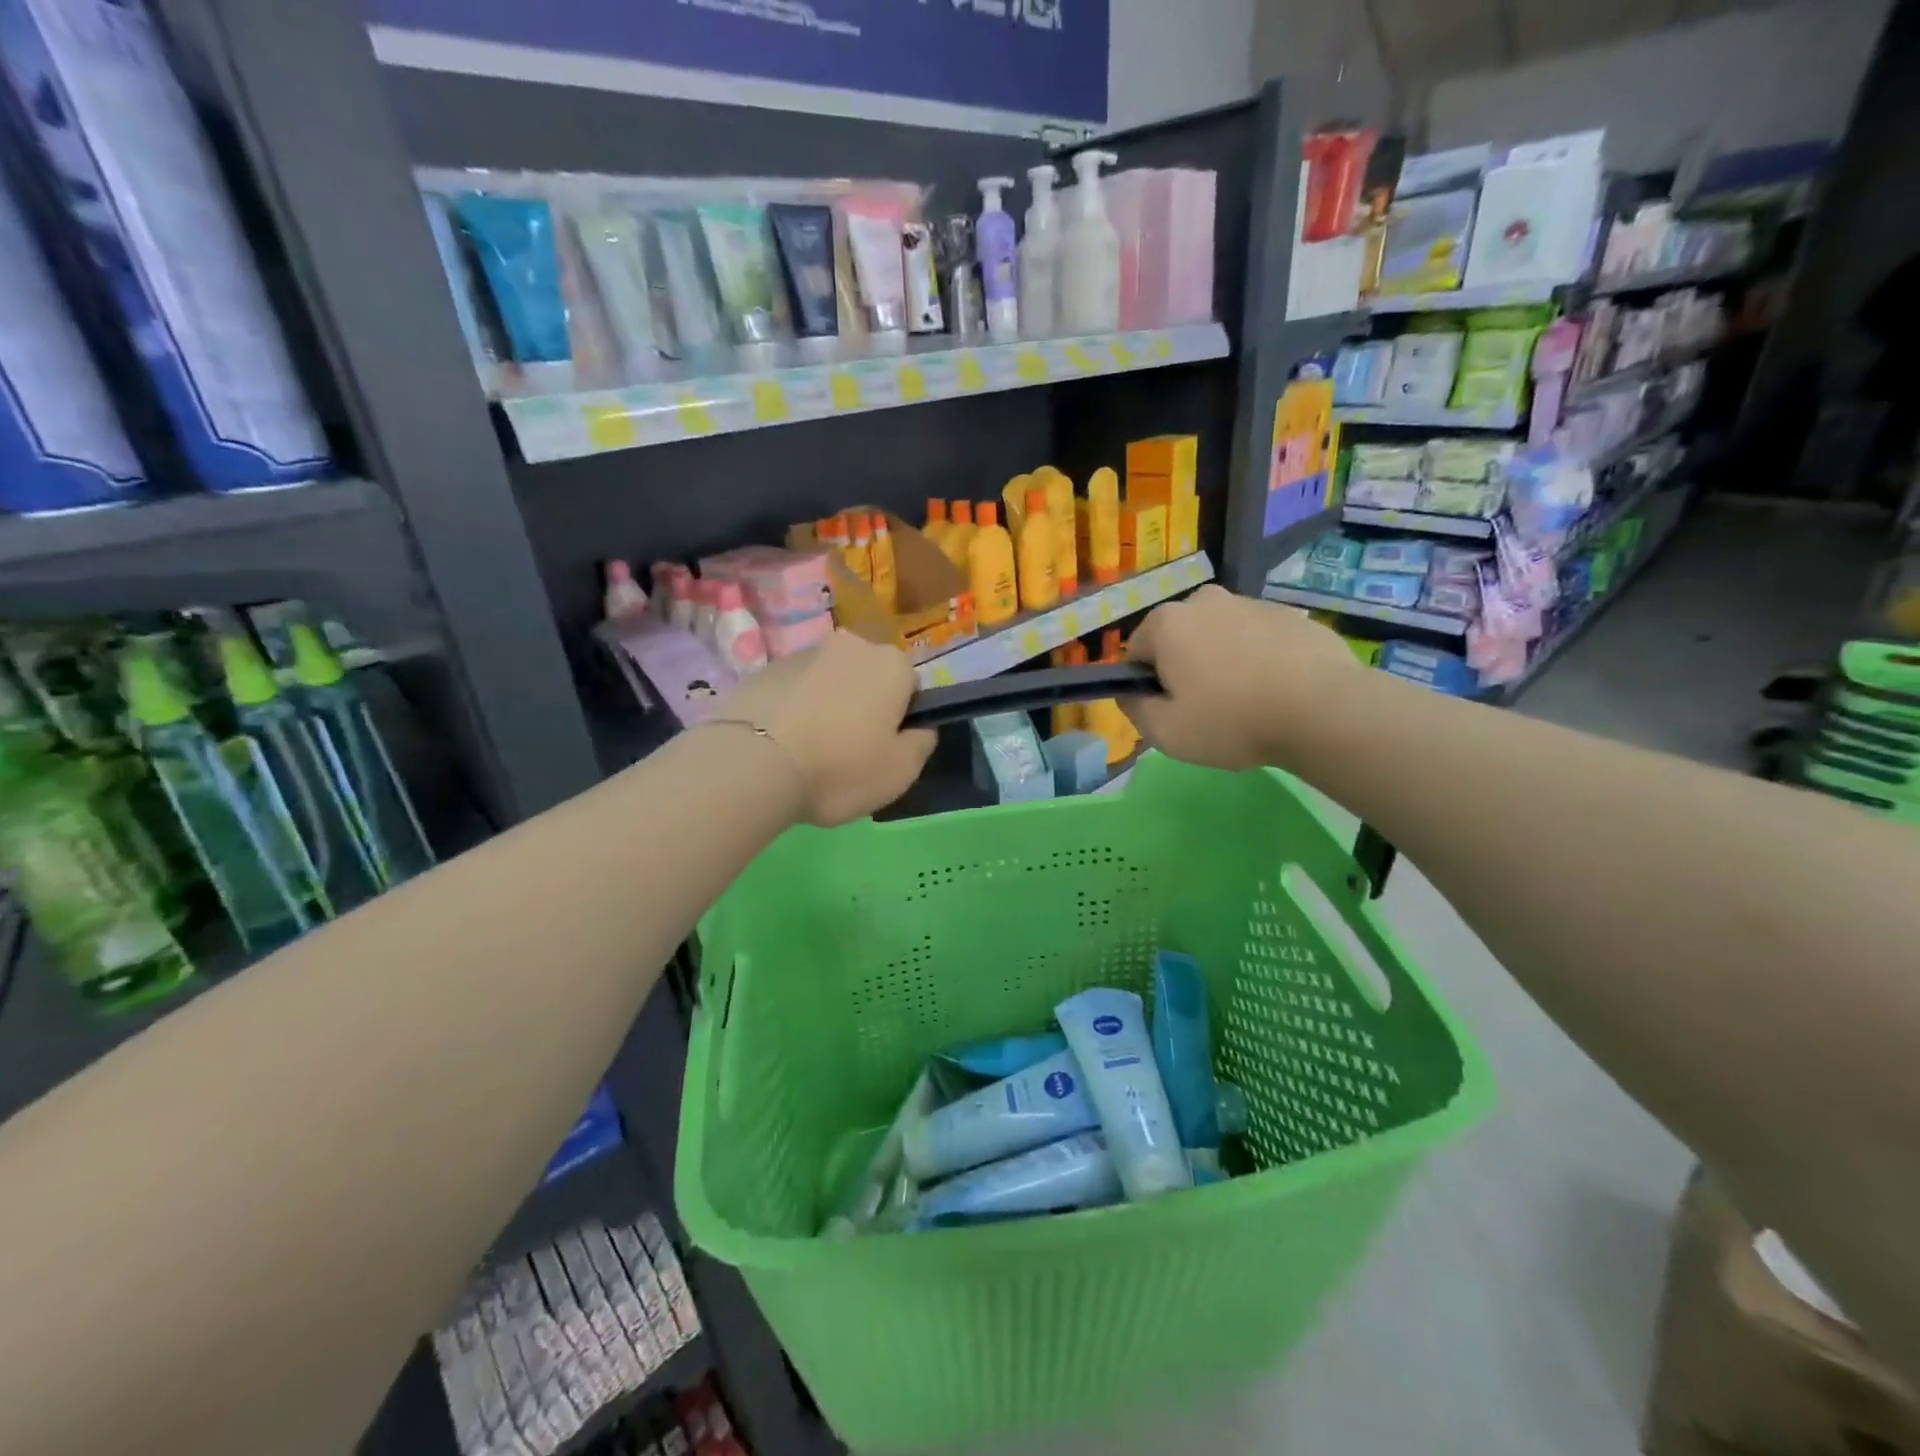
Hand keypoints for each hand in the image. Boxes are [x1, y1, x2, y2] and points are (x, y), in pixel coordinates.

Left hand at [714, 630, 934, 825]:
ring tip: (810, 750)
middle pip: (868, 676)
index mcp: (891, 664)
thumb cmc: (840, 768)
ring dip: (827, 705)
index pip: (910, 684)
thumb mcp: (900, 772)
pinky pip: (793, 691)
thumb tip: (919, 729)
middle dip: (863, 705)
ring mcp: (802, 653)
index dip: (901, 717)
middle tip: (849, 750)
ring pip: (829, 681)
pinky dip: (794, 709)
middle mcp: (850, 646)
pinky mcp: (763, 670)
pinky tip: (782, 744)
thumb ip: (921, 744)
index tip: (885, 747)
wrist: (752, 765)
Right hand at [1124, 585, 1357, 770]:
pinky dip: (1257, 658)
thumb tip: (1129, 692)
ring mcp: (1250, 602)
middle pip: (1178, 638)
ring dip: (1221, 661)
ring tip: (1246, 701)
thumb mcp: (1165, 732)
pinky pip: (1256, 638)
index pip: (1136, 652)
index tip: (1170, 710)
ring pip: (1218, 635)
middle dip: (1184, 667)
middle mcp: (1204, 600)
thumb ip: (1134, 709)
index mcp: (1167, 623)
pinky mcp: (1288, 613)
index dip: (1147, 685)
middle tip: (1207, 708)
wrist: (1323, 710)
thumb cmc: (1232, 721)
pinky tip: (1275, 690)